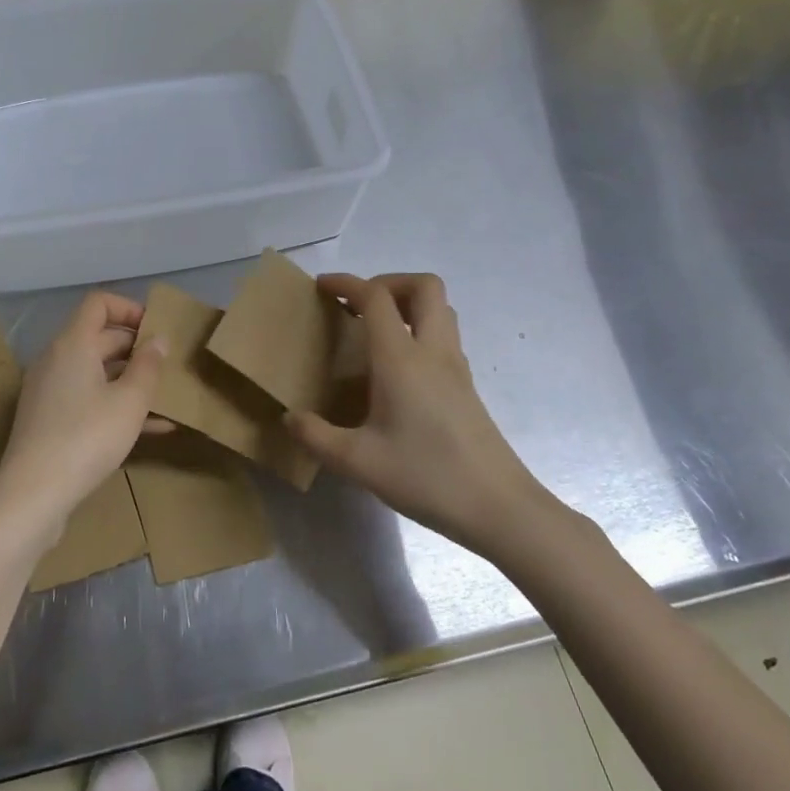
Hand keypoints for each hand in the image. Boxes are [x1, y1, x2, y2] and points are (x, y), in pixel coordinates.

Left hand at [0, 291, 165, 542]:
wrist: (32, 496)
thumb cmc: (86, 438)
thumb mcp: (129, 402)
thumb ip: (148, 366)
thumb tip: (159, 339)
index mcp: (73, 344)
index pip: (98, 303)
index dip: (130, 308)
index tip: (156, 329)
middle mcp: (56, 359)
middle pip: (98, 337)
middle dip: (136, 347)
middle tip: (169, 365)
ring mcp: (48, 391)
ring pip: (95, 372)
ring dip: (129, 379)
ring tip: (165, 397)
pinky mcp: (47, 420)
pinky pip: (87, 399)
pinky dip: (114, 404)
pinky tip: (151, 428)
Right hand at [287, 273, 547, 559]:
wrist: (499, 507)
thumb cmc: (427, 477)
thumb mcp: (358, 462)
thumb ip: (316, 436)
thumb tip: (290, 418)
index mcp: (401, 359)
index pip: (376, 297)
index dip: (347, 283)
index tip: (322, 287)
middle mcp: (433, 351)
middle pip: (423, 286)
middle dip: (387, 283)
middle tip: (359, 306)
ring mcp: (456, 367)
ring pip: (440, 309)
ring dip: (408, 304)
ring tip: (377, 330)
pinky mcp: (467, 386)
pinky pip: (445, 336)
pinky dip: (420, 330)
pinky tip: (399, 367)